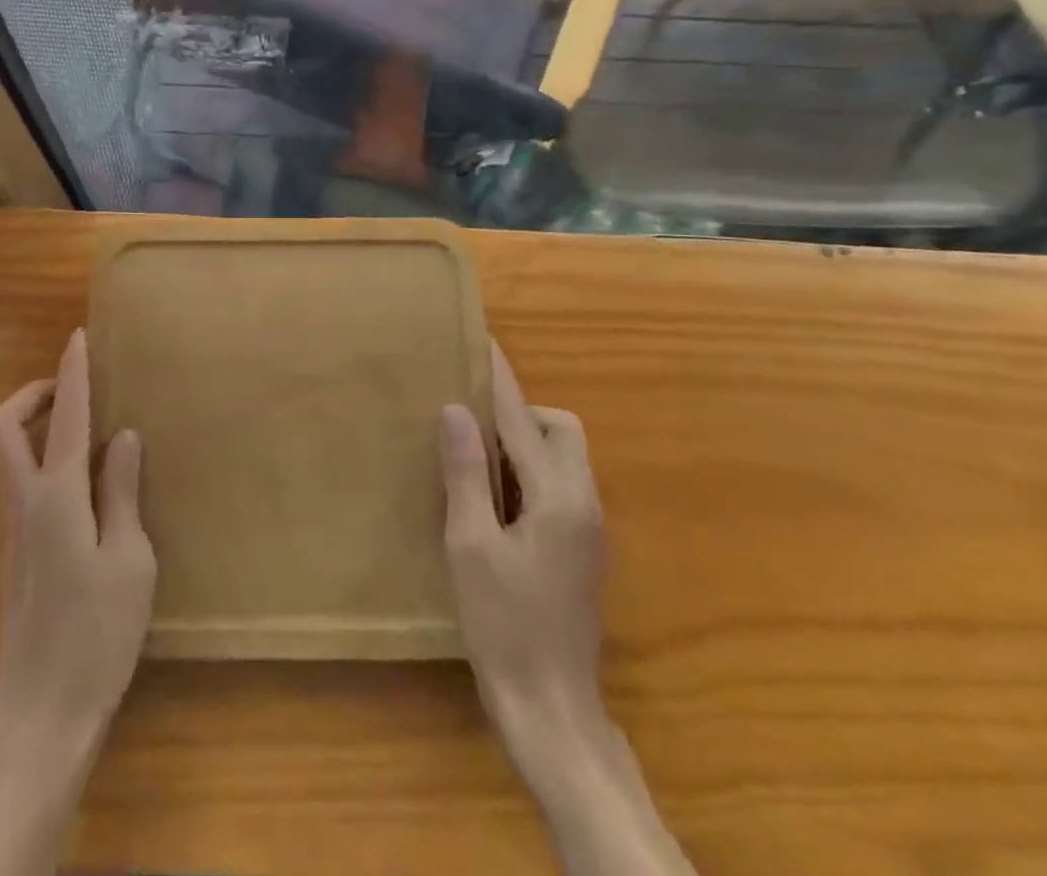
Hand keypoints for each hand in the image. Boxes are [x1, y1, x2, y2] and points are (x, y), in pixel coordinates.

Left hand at [0, 330, 155, 875]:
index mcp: (58, 498)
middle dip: (30, 394)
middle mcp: (24, 503)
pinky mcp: (11, 553)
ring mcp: (10, 529)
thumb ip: (122, 491)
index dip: (71, 373)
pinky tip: (76, 483)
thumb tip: (122, 436)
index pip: (64, 417)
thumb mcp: (130, 559)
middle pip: (2, 427)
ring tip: (79, 425)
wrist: (42, 713)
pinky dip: (37, 459)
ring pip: (4, 455)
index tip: (77, 337)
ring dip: (32, 425)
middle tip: (69, 386)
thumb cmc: (98, 635)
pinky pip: (16, 483)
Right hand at [439, 341, 607, 752]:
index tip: (485, 341)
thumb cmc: (503, 623)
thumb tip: (456, 410)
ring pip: (565, 458)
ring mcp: (590, 527)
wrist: (551, 706)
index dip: (500, 379)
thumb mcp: (470, 544)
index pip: (523, 419)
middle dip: (522, 415)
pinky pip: (561, 485)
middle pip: (562, 430)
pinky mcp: (584, 548)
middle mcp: (584, 502)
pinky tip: (496, 500)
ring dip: (526, 445)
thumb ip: (466, 472)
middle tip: (473, 429)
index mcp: (558, 497)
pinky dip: (531, 473)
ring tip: (477, 460)